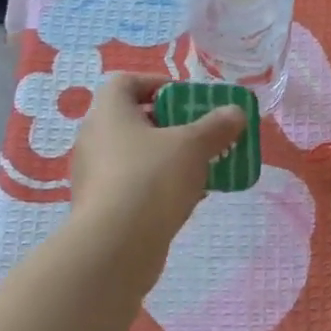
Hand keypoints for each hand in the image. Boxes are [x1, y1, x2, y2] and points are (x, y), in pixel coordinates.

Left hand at [70, 74, 247, 282]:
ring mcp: (95, 175)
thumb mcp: (193, 145)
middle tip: (202, 133)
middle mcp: (95, 138)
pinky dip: (160, 186)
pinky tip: (191, 197)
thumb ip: (216, 126)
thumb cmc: (151, 178)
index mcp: (108, 112)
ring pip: (137, 155)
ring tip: (204, 167)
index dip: (158, 84)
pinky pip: (135, 185)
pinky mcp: (102, 207)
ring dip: (169, 157)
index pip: (127, 82)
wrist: (115, 247)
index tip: (188, 99)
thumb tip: (235, 112)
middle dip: (172, 124)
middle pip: (135, 120)